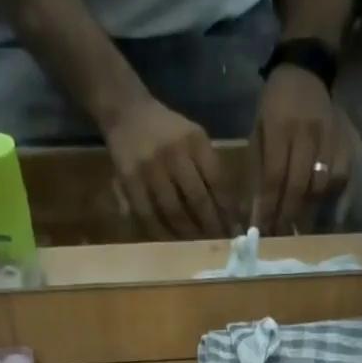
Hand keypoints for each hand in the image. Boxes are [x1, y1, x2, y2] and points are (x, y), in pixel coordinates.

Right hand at [104, 97, 228, 238]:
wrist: (126, 113)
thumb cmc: (167, 131)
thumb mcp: (193, 137)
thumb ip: (209, 167)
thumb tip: (230, 210)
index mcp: (194, 140)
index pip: (217, 181)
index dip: (227, 210)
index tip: (235, 231)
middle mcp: (174, 153)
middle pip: (198, 201)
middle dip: (211, 227)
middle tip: (218, 246)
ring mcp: (151, 169)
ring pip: (175, 213)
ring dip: (189, 236)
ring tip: (198, 249)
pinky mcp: (131, 183)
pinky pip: (150, 217)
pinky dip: (163, 234)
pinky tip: (172, 244)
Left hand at [252, 66, 349, 234]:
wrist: (306, 70)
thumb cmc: (275, 105)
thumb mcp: (258, 130)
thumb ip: (257, 169)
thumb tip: (254, 213)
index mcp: (281, 126)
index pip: (273, 177)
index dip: (268, 208)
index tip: (262, 232)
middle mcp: (308, 132)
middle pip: (298, 185)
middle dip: (287, 217)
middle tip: (280, 239)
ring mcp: (330, 137)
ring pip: (322, 186)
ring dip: (310, 214)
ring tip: (299, 232)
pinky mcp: (346, 142)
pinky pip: (342, 179)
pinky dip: (334, 201)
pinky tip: (326, 217)